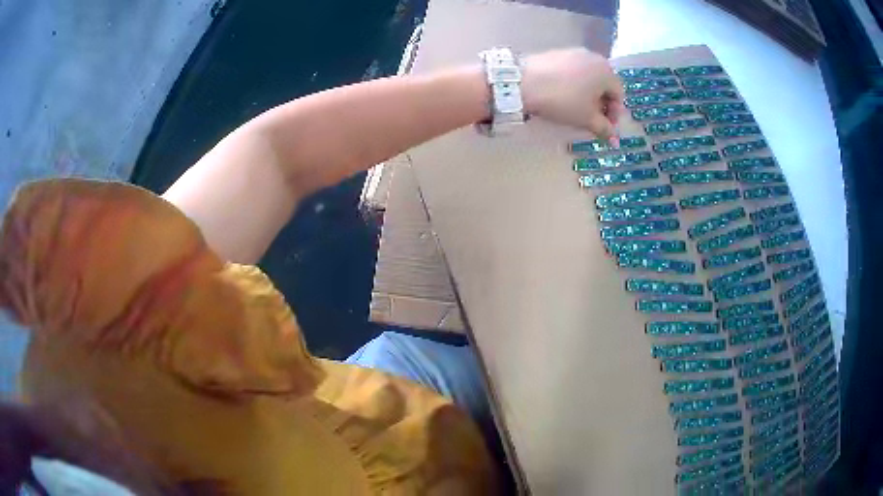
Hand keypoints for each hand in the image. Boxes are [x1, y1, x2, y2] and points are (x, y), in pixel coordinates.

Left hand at [521, 48, 624, 145]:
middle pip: (604, 84)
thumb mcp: (587, 119)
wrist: (525, 82)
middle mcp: (594, 57)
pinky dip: (573, 85)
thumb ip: (605, 129)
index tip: (605, 127)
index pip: (618, 95)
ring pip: (588, 77)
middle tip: (591, 120)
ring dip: (588, 95)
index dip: (614, 114)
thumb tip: (614, 140)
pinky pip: (573, 71)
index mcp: (607, 71)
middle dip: (601, 104)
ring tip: (576, 110)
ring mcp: (574, 52)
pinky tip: (562, 96)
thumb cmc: (564, 101)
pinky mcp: (557, 53)